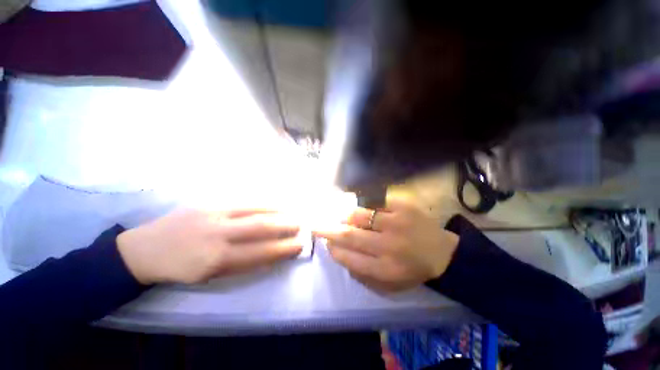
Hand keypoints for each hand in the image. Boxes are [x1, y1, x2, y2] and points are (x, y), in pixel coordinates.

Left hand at [117, 208, 302, 284]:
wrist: (145, 249)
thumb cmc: (181, 268)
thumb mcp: (210, 275)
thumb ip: (242, 263)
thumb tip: (270, 254)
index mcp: (216, 259)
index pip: (260, 252)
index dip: (283, 249)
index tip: (299, 246)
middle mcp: (218, 234)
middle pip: (260, 227)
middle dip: (285, 225)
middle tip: (301, 225)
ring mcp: (213, 214)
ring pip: (254, 209)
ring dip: (278, 210)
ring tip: (293, 211)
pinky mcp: (209, 202)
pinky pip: (243, 201)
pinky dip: (263, 202)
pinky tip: (274, 203)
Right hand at [314, 197, 458, 291]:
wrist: (443, 252)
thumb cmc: (412, 270)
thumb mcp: (389, 284)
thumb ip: (362, 274)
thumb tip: (338, 254)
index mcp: (385, 269)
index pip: (348, 257)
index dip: (332, 249)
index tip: (325, 243)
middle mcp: (389, 246)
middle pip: (349, 235)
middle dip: (328, 229)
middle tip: (316, 225)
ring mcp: (397, 223)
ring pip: (359, 215)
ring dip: (345, 215)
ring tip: (341, 215)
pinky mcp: (403, 206)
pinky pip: (374, 201)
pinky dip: (362, 203)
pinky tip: (358, 205)